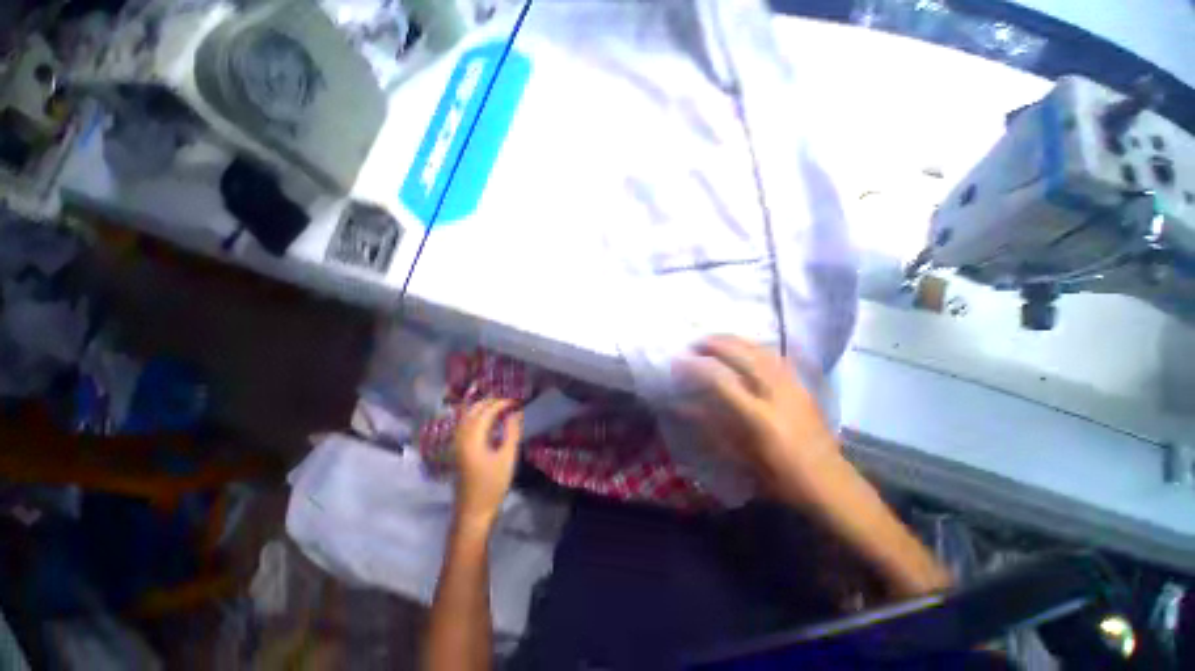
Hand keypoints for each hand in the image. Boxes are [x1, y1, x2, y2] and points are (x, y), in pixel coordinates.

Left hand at [452, 399, 522, 529]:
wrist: (473, 511)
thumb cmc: (492, 485)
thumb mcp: (507, 458)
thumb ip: (512, 432)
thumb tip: (516, 413)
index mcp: (473, 438)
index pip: (487, 411)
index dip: (502, 403)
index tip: (517, 402)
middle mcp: (461, 436)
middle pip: (473, 410)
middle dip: (491, 402)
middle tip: (509, 402)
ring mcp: (457, 443)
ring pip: (466, 416)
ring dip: (482, 407)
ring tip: (500, 407)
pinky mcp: (457, 450)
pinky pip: (465, 424)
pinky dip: (476, 416)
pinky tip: (487, 421)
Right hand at [676, 335, 841, 507]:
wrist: (830, 482)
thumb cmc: (779, 476)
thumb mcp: (740, 455)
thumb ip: (711, 426)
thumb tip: (683, 406)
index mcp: (760, 418)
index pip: (723, 381)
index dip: (699, 367)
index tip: (681, 360)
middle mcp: (778, 395)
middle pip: (745, 357)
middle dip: (717, 344)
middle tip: (696, 342)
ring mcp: (793, 387)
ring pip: (762, 351)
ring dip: (736, 341)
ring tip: (716, 338)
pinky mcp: (802, 386)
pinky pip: (776, 357)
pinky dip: (756, 347)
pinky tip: (745, 345)